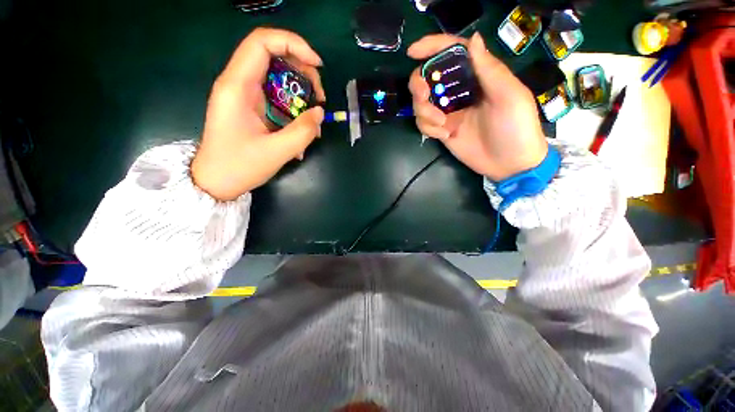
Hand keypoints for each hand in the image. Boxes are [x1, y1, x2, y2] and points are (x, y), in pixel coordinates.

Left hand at [192, 28, 325, 200]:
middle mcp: (239, 83)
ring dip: (302, 92)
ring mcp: (246, 96)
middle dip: (303, 72)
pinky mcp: (252, 107)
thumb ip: (302, 132)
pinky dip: (295, 107)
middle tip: (319, 98)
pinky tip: (304, 127)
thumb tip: (320, 113)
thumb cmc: (239, 167)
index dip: (293, 44)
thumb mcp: (276, 152)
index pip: (262, 43)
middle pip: (274, 57)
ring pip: (278, 77)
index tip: (317, 65)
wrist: (216, 181)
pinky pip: (278, 96)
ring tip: (315, 116)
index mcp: (237, 86)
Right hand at [408, 33, 547, 181]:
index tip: (412, 52)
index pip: (451, 53)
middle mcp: (459, 91)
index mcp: (477, 76)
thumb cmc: (516, 127)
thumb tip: (472, 39)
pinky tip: (444, 136)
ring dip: (424, 112)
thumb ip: (489, 69)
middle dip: (419, 85)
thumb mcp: (509, 96)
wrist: (509, 164)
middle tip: (424, 96)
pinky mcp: (442, 130)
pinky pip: (424, 124)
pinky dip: (428, 128)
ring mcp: (448, 112)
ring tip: (442, 125)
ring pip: (421, 103)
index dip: (431, 47)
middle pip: (428, 78)